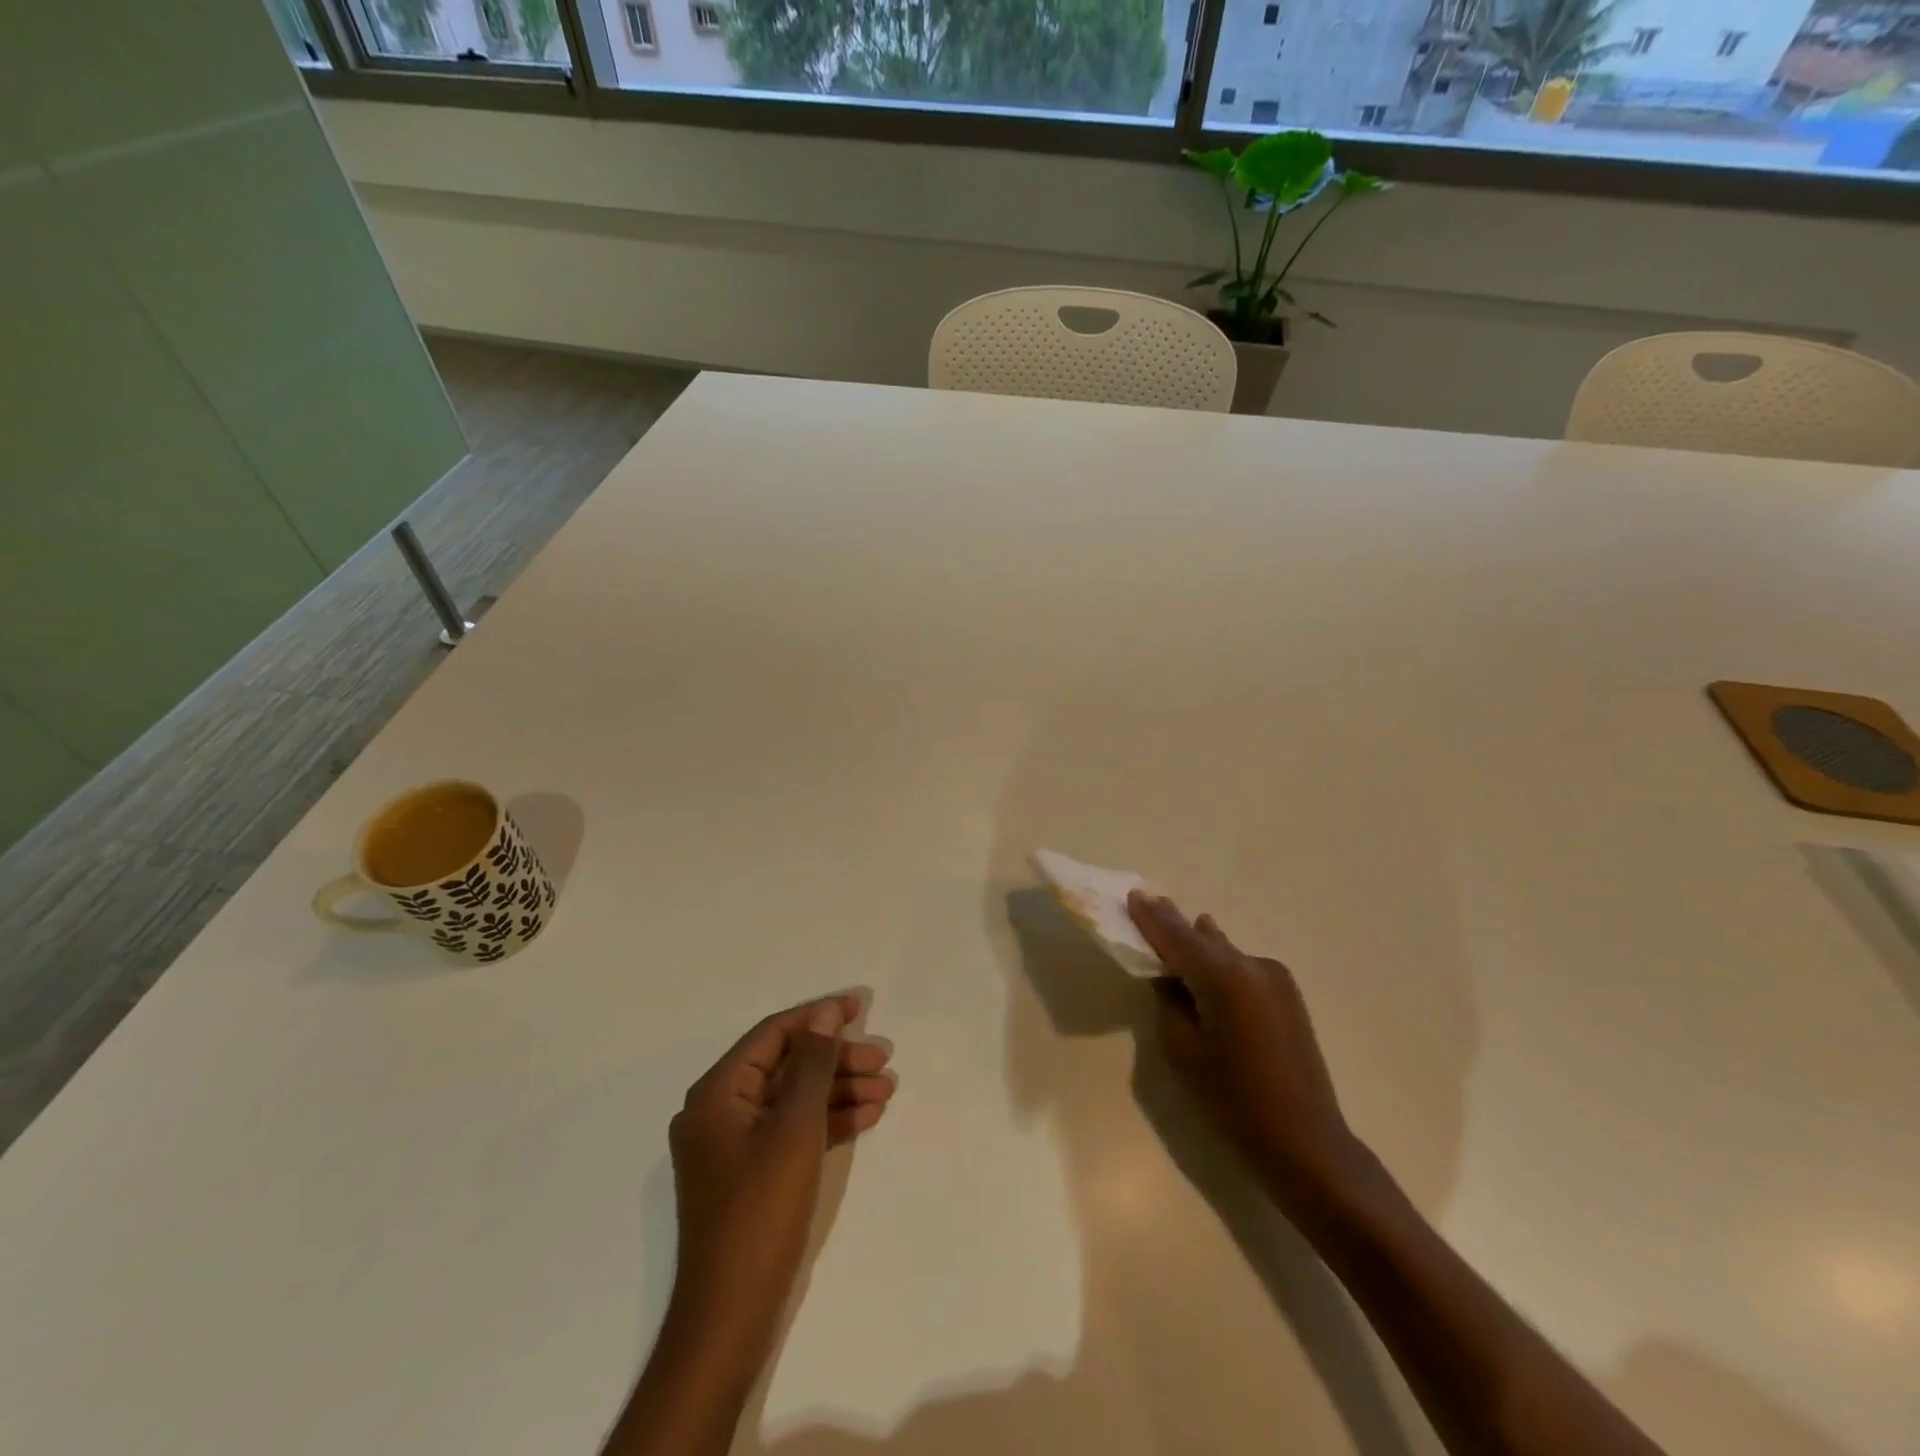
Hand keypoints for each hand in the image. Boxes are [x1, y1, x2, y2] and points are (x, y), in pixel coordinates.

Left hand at [667, 993, 895, 1348]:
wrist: (730, 1316)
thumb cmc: (760, 1210)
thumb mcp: (794, 1128)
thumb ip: (812, 1065)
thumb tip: (825, 1014)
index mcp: (717, 1092)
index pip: (774, 1035)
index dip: (818, 1017)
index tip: (861, 1008)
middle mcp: (720, 1110)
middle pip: (787, 1065)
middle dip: (837, 1060)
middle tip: (884, 1060)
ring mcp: (735, 1144)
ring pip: (794, 1098)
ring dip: (839, 1091)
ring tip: (887, 1090)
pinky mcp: (752, 1173)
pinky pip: (792, 1130)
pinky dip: (827, 1121)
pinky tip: (866, 1118)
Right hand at [1128, 893, 1359, 1204]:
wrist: (1306, 1141)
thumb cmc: (1234, 1101)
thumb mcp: (1184, 1052)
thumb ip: (1170, 1004)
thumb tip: (1170, 979)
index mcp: (1224, 977)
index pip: (1177, 938)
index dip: (1152, 918)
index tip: (1133, 895)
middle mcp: (1252, 966)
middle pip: (1202, 938)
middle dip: (1174, 924)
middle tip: (1149, 901)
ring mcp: (1275, 978)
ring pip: (1225, 950)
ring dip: (1199, 942)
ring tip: (1177, 925)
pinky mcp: (1287, 994)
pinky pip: (1242, 966)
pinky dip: (1220, 961)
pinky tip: (1209, 958)